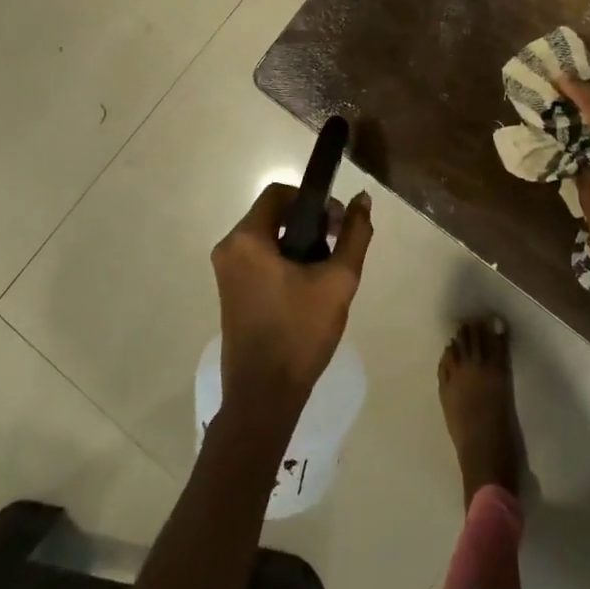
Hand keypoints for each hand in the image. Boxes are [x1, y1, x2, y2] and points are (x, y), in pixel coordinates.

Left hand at [211, 184, 372, 424]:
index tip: (337, 224)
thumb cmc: (300, 332)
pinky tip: (308, 286)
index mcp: (247, 239)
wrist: (264, 395)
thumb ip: (355, 235)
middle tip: (337, 246)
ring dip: (299, 242)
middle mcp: (229, 248)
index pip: (279, 193)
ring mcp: (226, 271)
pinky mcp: (230, 290)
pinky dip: (285, 259)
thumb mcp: (338, 281)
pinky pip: (260, 257)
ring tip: (326, 270)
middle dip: (310, 223)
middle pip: (273, 213)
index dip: (313, 199)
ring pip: (268, 236)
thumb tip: (363, 199)